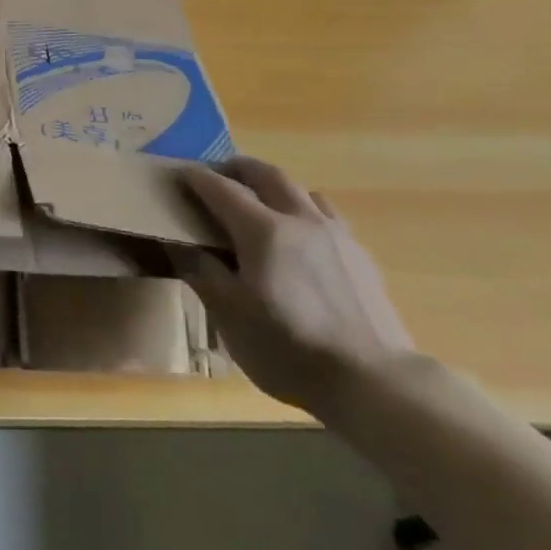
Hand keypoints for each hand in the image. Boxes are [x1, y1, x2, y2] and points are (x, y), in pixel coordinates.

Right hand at [173, 157, 414, 418]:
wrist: (373, 381)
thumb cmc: (288, 348)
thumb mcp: (229, 313)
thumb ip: (201, 270)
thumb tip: (177, 241)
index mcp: (264, 231)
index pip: (222, 189)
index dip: (197, 178)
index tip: (178, 174)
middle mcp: (301, 220)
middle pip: (267, 175)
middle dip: (238, 168)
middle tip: (216, 174)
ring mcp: (336, 235)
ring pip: (301, 190)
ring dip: (273, 185)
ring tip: (259, 200)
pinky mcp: (361, 256)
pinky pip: (326, 215)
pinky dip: (302, 209)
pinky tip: (300, 236)